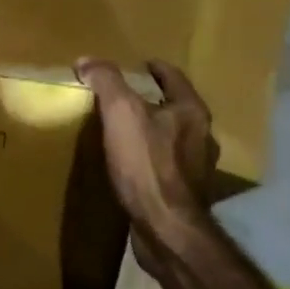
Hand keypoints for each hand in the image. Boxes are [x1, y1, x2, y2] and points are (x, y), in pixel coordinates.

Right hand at [76, 58, 217, 234]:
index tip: (140, 64)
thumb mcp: (121, 112)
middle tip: (127, 97)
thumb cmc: (147, 164)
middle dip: (154, 100)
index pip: (174, 78)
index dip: (156, 68)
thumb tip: (87, 60)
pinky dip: (151, 160)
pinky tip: (133, 167)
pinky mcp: (186, 195)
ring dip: (154, 132)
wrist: (167, 228)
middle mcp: (202, 137)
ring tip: (126, 132)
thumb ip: (106, 81)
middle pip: (177, 108)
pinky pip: (167, 167)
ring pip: (174, 139)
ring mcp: (198, 169)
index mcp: (192, 112)